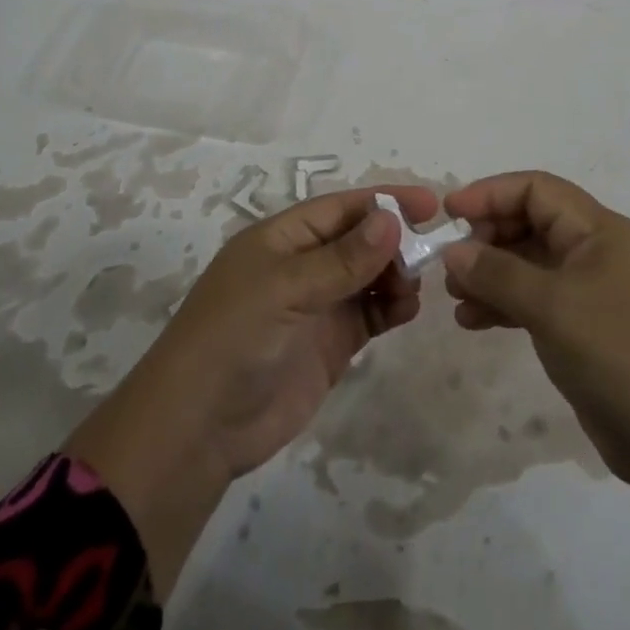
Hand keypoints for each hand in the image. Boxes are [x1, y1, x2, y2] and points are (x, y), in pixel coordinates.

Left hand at [67, 186, 434, 597]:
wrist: (200, 428)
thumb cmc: (234, 338)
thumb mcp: (285, 288)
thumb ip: (342, 259)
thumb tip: (391, 219)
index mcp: (282, 238)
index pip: (342, 208)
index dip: (384, 201)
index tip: (429, 203)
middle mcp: (303, 265)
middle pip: (360, 239)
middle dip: (394, 241)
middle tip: (427, 255)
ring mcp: (318, 305)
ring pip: (369, 275)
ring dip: (395, 274)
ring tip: (411, 288)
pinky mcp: (331, 343)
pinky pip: (370, 313)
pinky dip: (391, 306)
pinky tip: (407, 310)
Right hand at [442, 171, 629, 629]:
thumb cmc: (620, 356)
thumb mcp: (553, 307)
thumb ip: (497, 274)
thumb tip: (453, 252)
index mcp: (600, 231)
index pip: (537, 189)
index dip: (490, 193)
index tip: (448, 215)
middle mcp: (596, 252)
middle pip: (531, 223)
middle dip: (487, 237)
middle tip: (450, 265)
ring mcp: (593, 293)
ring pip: (530, 265)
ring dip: (490, 275)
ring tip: (453, 298)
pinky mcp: (587, 331)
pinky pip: (536, 302)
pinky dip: (505, 306)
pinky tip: (473, 322)